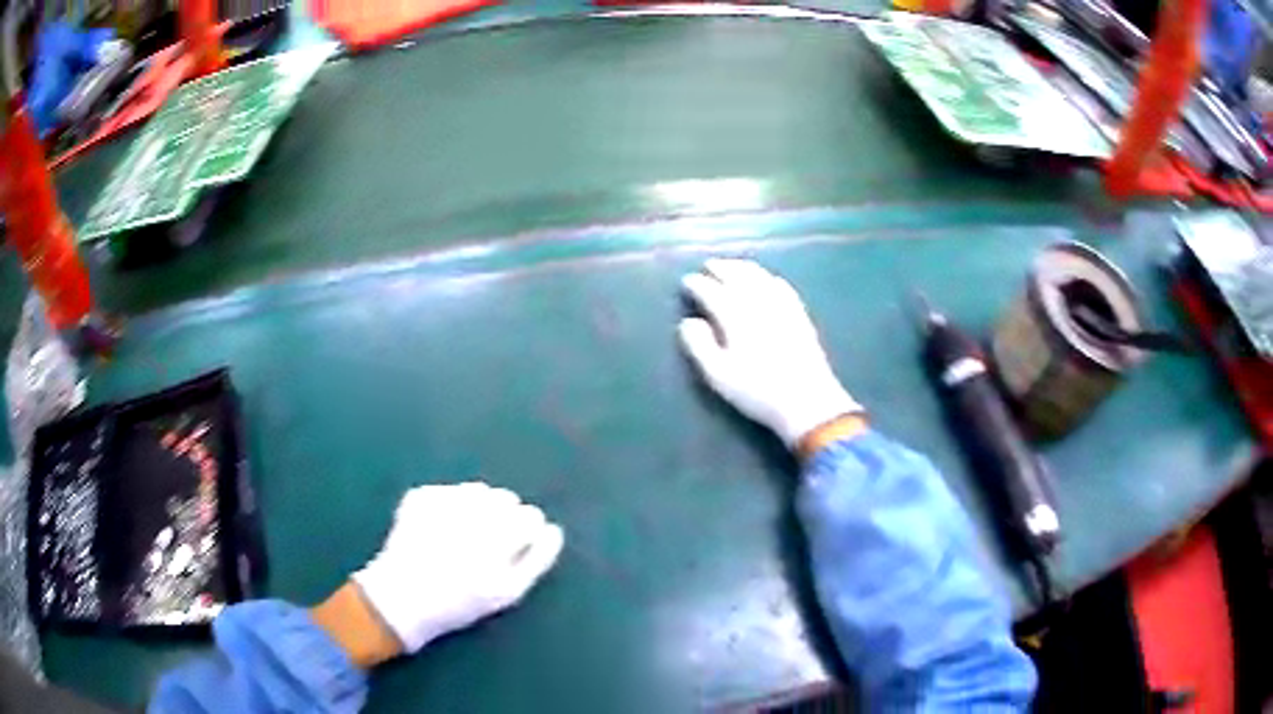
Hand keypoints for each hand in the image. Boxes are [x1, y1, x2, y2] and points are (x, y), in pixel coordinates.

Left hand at [351, 482, 564, 653]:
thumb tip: (553, 529)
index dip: (526, 531)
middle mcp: (471, 520)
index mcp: (497, 544)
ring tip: (462, 533)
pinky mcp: (420, 498)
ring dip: (478, 507)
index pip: (531, 518)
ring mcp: (442, 505)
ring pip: (480, 491)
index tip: (515, 543)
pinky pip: (450, 491)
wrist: (401, 600)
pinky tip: (438, 527)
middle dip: (503, 517)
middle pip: (507, 500)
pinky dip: (449, 505)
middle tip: (486, 540)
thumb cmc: (459, 603)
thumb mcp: (506, 593)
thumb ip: (537, 560)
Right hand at [679, 259, 860, 447]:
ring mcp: (782, 306)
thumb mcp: (719, 375)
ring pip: (760, 277)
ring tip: (732, 266)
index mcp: (735, 316)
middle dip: (721, 268)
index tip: (687, 281)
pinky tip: (768, 280)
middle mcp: (758, 303)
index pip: (712, 291)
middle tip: (708, 265)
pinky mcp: (800, 315)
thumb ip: (699, 346)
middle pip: (737, 276)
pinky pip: (782, 287)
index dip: (697, 284)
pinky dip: (769, 278)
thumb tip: (689, 322)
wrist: (807, 401)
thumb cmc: (757, 391)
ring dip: (743, 268)